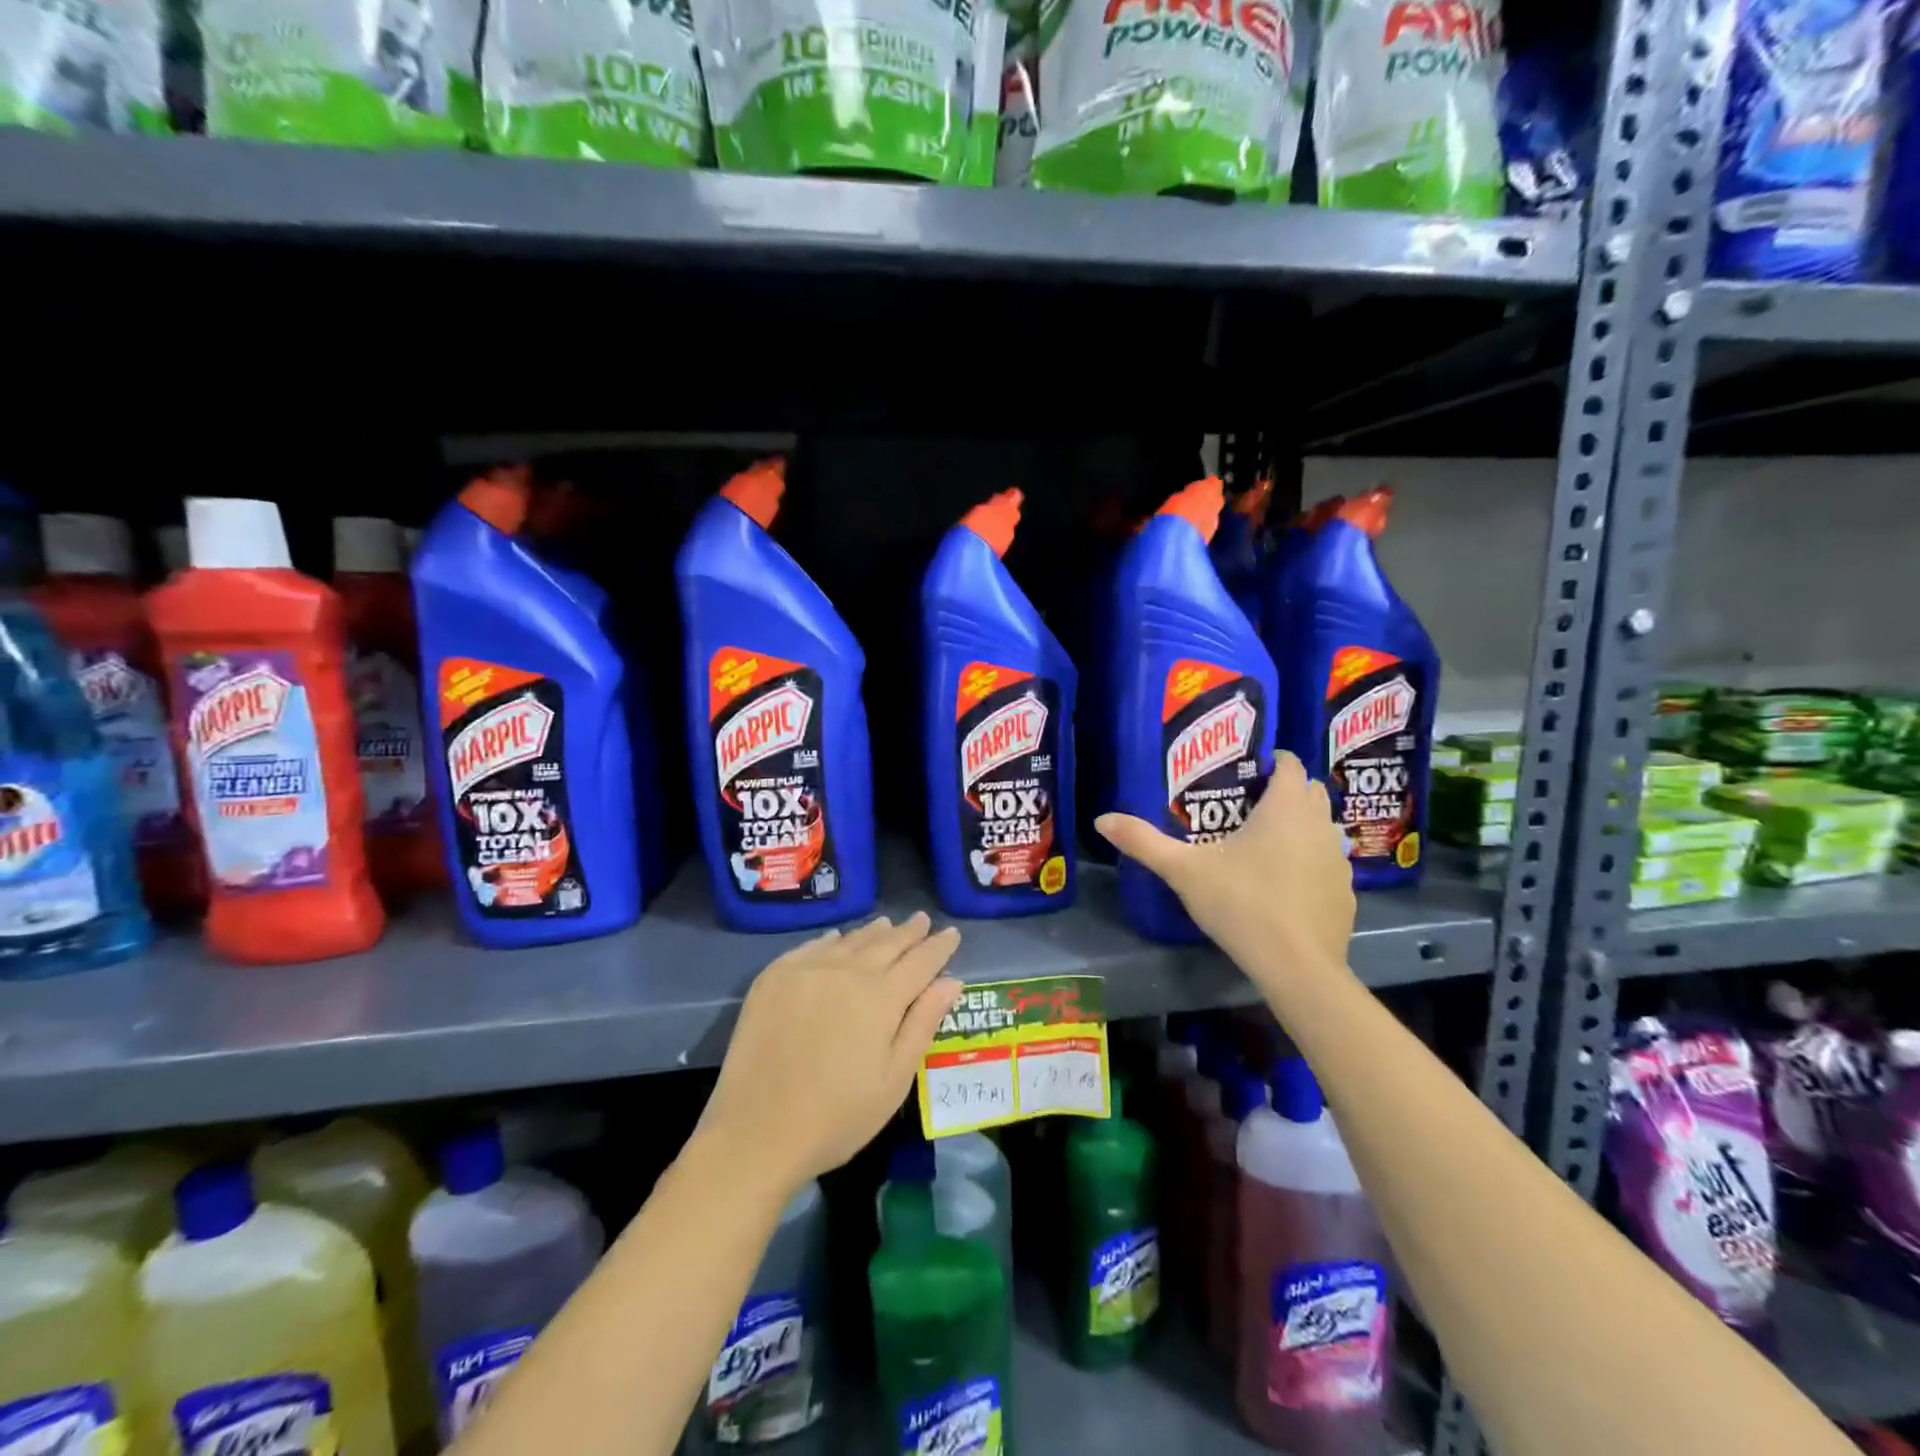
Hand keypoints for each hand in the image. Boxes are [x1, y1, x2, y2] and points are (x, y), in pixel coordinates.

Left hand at [699, 914, 962, 1195]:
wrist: (755, 1132)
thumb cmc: (837, 1117)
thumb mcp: (893, 1080)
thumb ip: (922, 1024)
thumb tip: (951, 981)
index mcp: (881, 997)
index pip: (920, 961)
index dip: (939, 946)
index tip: (952, 932)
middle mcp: (846, 971)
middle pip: (886, 943)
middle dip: (908, 932)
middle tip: (922, 920)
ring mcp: (806, 970)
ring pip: (850, 941)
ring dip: (873, 932)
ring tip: (887, 923)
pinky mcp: (773, 978)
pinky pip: (811, 947)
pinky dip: (832, 941)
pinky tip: (838, 939)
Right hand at [1097, 751, 1355, 980]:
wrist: (1297, 966)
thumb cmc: (1241, 904)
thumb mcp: (1184, 871)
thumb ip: (1144, 842)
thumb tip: (1101, 819)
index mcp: (1284, 808)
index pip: (1290, 765)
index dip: (1274, 761)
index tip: (1251, 769)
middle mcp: (1319, 825)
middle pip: (1310, 792)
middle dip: (1287, 790)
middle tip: (1251, 803)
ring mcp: (1338, 860)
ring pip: (1323, 827)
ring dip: (1302, 826)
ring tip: (1268, 842)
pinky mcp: (1345, 893)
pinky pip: (1329, 863)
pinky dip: (1312, 862)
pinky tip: (1287, 884)